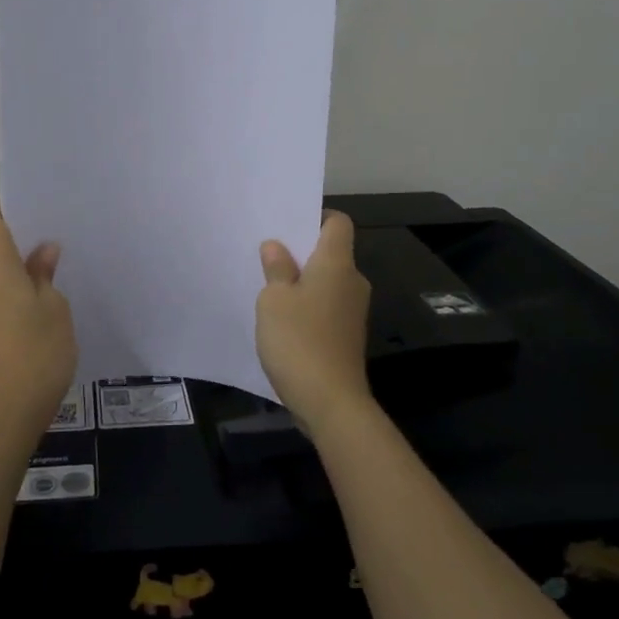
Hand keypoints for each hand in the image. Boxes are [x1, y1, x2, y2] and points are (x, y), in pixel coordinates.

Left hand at [0, 201, 77, 436]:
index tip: (32, 210)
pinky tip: (36, 310)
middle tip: (54, 249)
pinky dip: (8, 295)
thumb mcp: (55, 308)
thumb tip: (42, 251)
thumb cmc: (37, 353)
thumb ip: (45, 274)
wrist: (5, 413)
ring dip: (15, 273)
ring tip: (50, 281)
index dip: (5, 206)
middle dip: (18, 245)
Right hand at [256, 210, 373, 427]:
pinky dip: (307, 304)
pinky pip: (326, 306)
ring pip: (327, 281)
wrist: (331, 402)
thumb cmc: (299, 340)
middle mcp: (352, 282)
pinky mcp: (347, 335)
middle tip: (266, 252)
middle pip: (331, 252)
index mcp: (337, 264)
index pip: (338, 223)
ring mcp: (352, 311)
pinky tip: (282, 317)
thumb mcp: (274, 300)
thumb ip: (276, 268)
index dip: (315, 217)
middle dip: (301, 250)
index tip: (287, 223)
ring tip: (268, 284)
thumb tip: (276, 247)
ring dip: (302, 280)